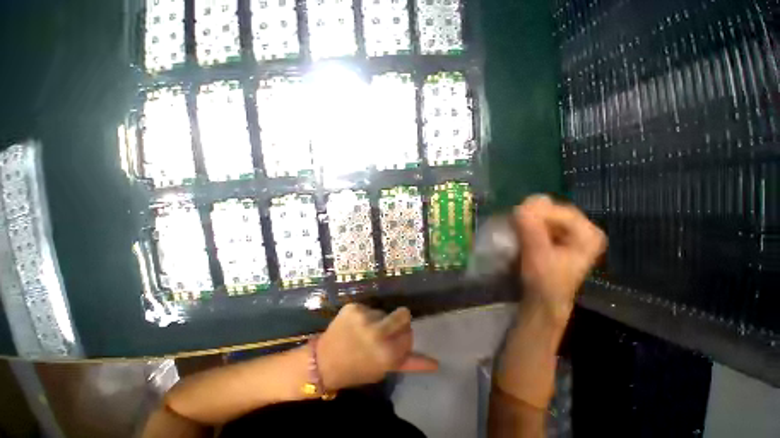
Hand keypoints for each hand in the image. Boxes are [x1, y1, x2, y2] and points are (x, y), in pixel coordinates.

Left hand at [317, 303, 438, 390]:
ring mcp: (365, 318)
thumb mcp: (385, 370)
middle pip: (403, 315)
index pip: (410, 335)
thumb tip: (437, 364)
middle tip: (386, 331)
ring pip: (385, 312)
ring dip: (379, 320)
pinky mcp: (352, 308)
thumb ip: (411, 363)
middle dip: (398, 322)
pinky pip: (368, 308)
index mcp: (389, 353)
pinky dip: (364, 316)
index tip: (392, 345)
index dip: (402, 340)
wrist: (323, 363)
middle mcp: (379, 333)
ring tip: (365, 333)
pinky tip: (354, 327)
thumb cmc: (356, 371)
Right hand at [513, 195, 606, 323]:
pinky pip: (548, 224)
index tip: (515, 219)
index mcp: (590, 234)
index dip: (536, 213)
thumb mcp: (538, 257)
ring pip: (550, 217)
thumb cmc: (545, 286)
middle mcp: (588, 229)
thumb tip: (521, 207)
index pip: (560, 211)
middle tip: (515, 226)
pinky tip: (525, 238)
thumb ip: (532, 230)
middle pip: (555, 212)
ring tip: (518, 234)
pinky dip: (535, 228)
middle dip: (534, 218)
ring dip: (532, 223)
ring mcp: (578, 233)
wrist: (544, 308)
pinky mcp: (566, 238)